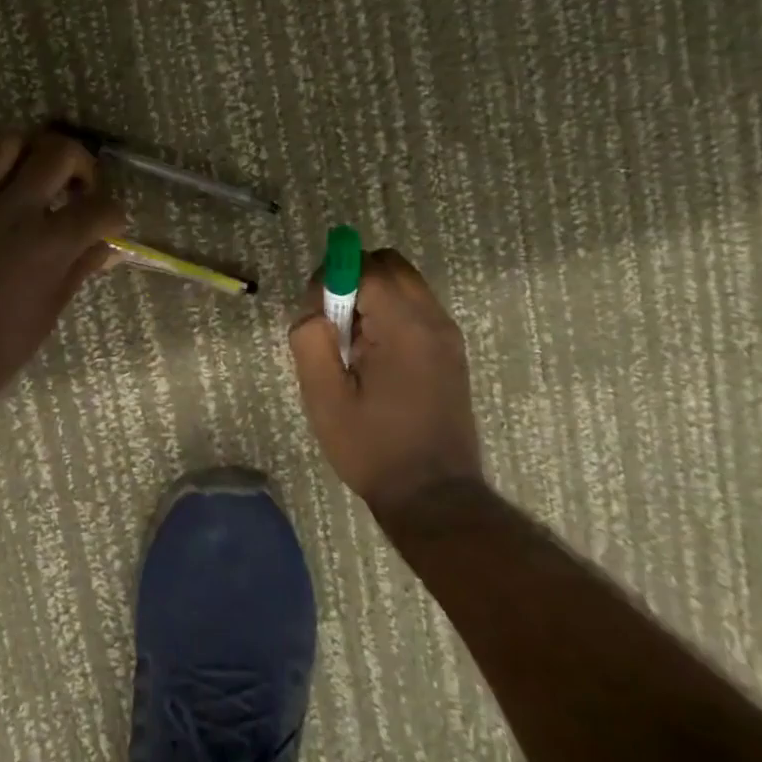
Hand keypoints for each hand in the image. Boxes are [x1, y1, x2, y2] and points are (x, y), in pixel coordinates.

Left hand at [0, 128, 125, 402]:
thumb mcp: (49, 312)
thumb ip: (77, 270)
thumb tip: (104, 249)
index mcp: (50, 243)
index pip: (101, 208)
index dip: (114, 214)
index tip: (108, 225)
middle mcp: (14, 211)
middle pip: (57, 151)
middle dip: (79, 161)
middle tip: (75, 185)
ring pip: (2, 142)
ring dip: (24, 151)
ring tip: (27, 173)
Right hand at [288, 248, 482, 513]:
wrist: (433, 496)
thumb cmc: (373, 448)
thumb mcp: (324, 398)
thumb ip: (311, 340)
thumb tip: (314, 310)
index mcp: (405, 328)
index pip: (366, 268)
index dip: (332, 280)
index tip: (316, 315)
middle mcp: (434, 320)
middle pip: (389, 264)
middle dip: (353, 279)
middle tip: (333, 324)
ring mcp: (448, 334)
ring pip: (404, 283)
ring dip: (371, 296)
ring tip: (353, 345)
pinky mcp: (451, 351)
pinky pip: (415, 307)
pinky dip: (389, 313)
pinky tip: (374, 357)